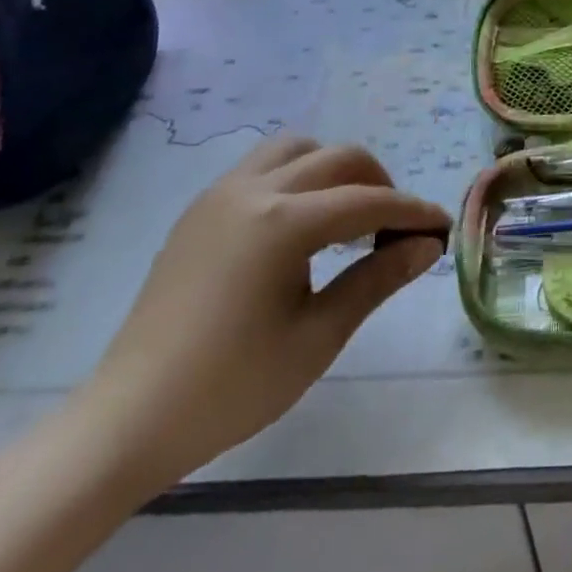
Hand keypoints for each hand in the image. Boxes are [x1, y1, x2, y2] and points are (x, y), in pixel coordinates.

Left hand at [73, 136, 450, 493]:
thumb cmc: (232, 387)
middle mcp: (252, 191)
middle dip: (379, 184)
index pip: (368, 201)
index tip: (443, 228)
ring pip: (296, 149)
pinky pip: (263, 167)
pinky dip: (298, 178)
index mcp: (282, 223)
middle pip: (338, 159)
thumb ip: (377, 278)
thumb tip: (427, 245)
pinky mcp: (200, 211)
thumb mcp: (319, 335)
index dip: (412, 213)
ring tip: (349, 217)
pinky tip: (302, 226)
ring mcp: (219, 196)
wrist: (128, 421)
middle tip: (397, 229)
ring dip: (334, 170)